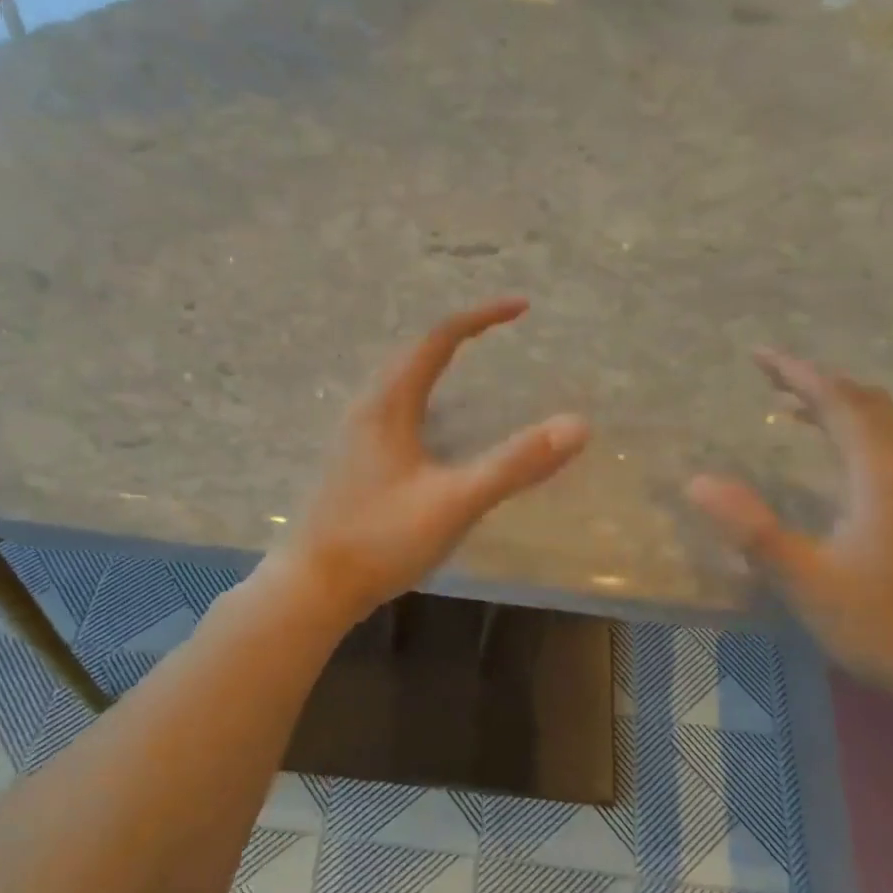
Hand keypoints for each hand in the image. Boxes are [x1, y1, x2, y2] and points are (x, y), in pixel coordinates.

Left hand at [277, 298, 589, 621]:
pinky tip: (431, 427)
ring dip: (434, 363)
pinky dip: (421, 394)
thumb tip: (577, 425)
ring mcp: (354, 436)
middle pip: (413, 353)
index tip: (522, 307)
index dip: (481, 317)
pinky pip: (391, 407)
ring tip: (467, 365)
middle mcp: (367, 408)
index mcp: (389, 404)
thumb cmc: (382, 539)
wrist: (314, 586)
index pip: (438, 339)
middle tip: (496, 331)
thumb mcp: (456, 501)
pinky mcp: (352, 461)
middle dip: (457, 334)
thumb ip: (515, 464)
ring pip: (397, 380)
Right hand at [686, 350, 892, 707]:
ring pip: (884, 426)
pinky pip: (891, 449)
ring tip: (792, 408)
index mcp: (882, 475)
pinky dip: (856, 434)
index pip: (839, 401)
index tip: (759, 355)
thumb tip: (697, 482)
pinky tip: (835, 460)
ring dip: (838, 407)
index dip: (798, 372)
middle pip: (868, 403)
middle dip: (818, 382)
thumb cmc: (883, 625)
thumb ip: (751, 529)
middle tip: (771, 377)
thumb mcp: (805, 581)